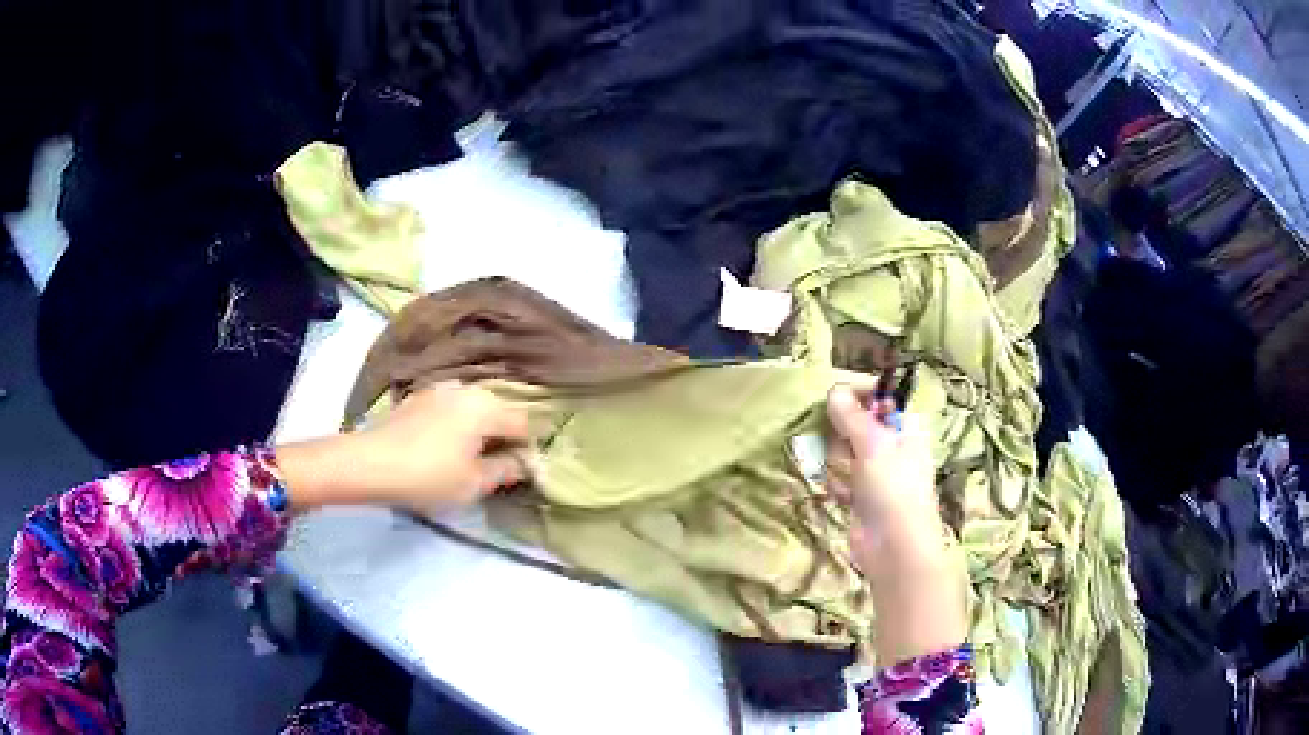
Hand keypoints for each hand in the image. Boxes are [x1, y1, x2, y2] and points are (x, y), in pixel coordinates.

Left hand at [277, 383, 531, 513]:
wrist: (367, 463)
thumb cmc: (427, 476)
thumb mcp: (474, 483)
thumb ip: (506, 470)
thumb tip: (524, 462)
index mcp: (487, 406)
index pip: (524, 425)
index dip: (526, 451)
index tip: (517, 476)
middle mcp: (467, 389)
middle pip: (498, 413)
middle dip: (501, 439)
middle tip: (493, 471)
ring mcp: (439, 390)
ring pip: (472, 411)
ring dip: (477, 433)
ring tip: (466, 461)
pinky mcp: (417, 398)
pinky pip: (449, 411)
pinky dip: (454, 427)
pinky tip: (441, 450)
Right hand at [826, 385, 966, 664]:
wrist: (894, 547)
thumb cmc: (894, 489)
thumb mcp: (874, 444)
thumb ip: (851, 416)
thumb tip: (834, 390)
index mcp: (906, 426)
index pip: (879, 397)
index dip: (857, 394)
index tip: (835, 397)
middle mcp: (892, 445)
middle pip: (854, 423)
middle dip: (843, 436)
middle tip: (847, 449)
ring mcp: (875, 471)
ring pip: (842, 450)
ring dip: (839, 463)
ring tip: (849, 480)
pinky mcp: (860, 494)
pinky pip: (839, 476)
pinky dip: (838, 485)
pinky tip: (844, 497)